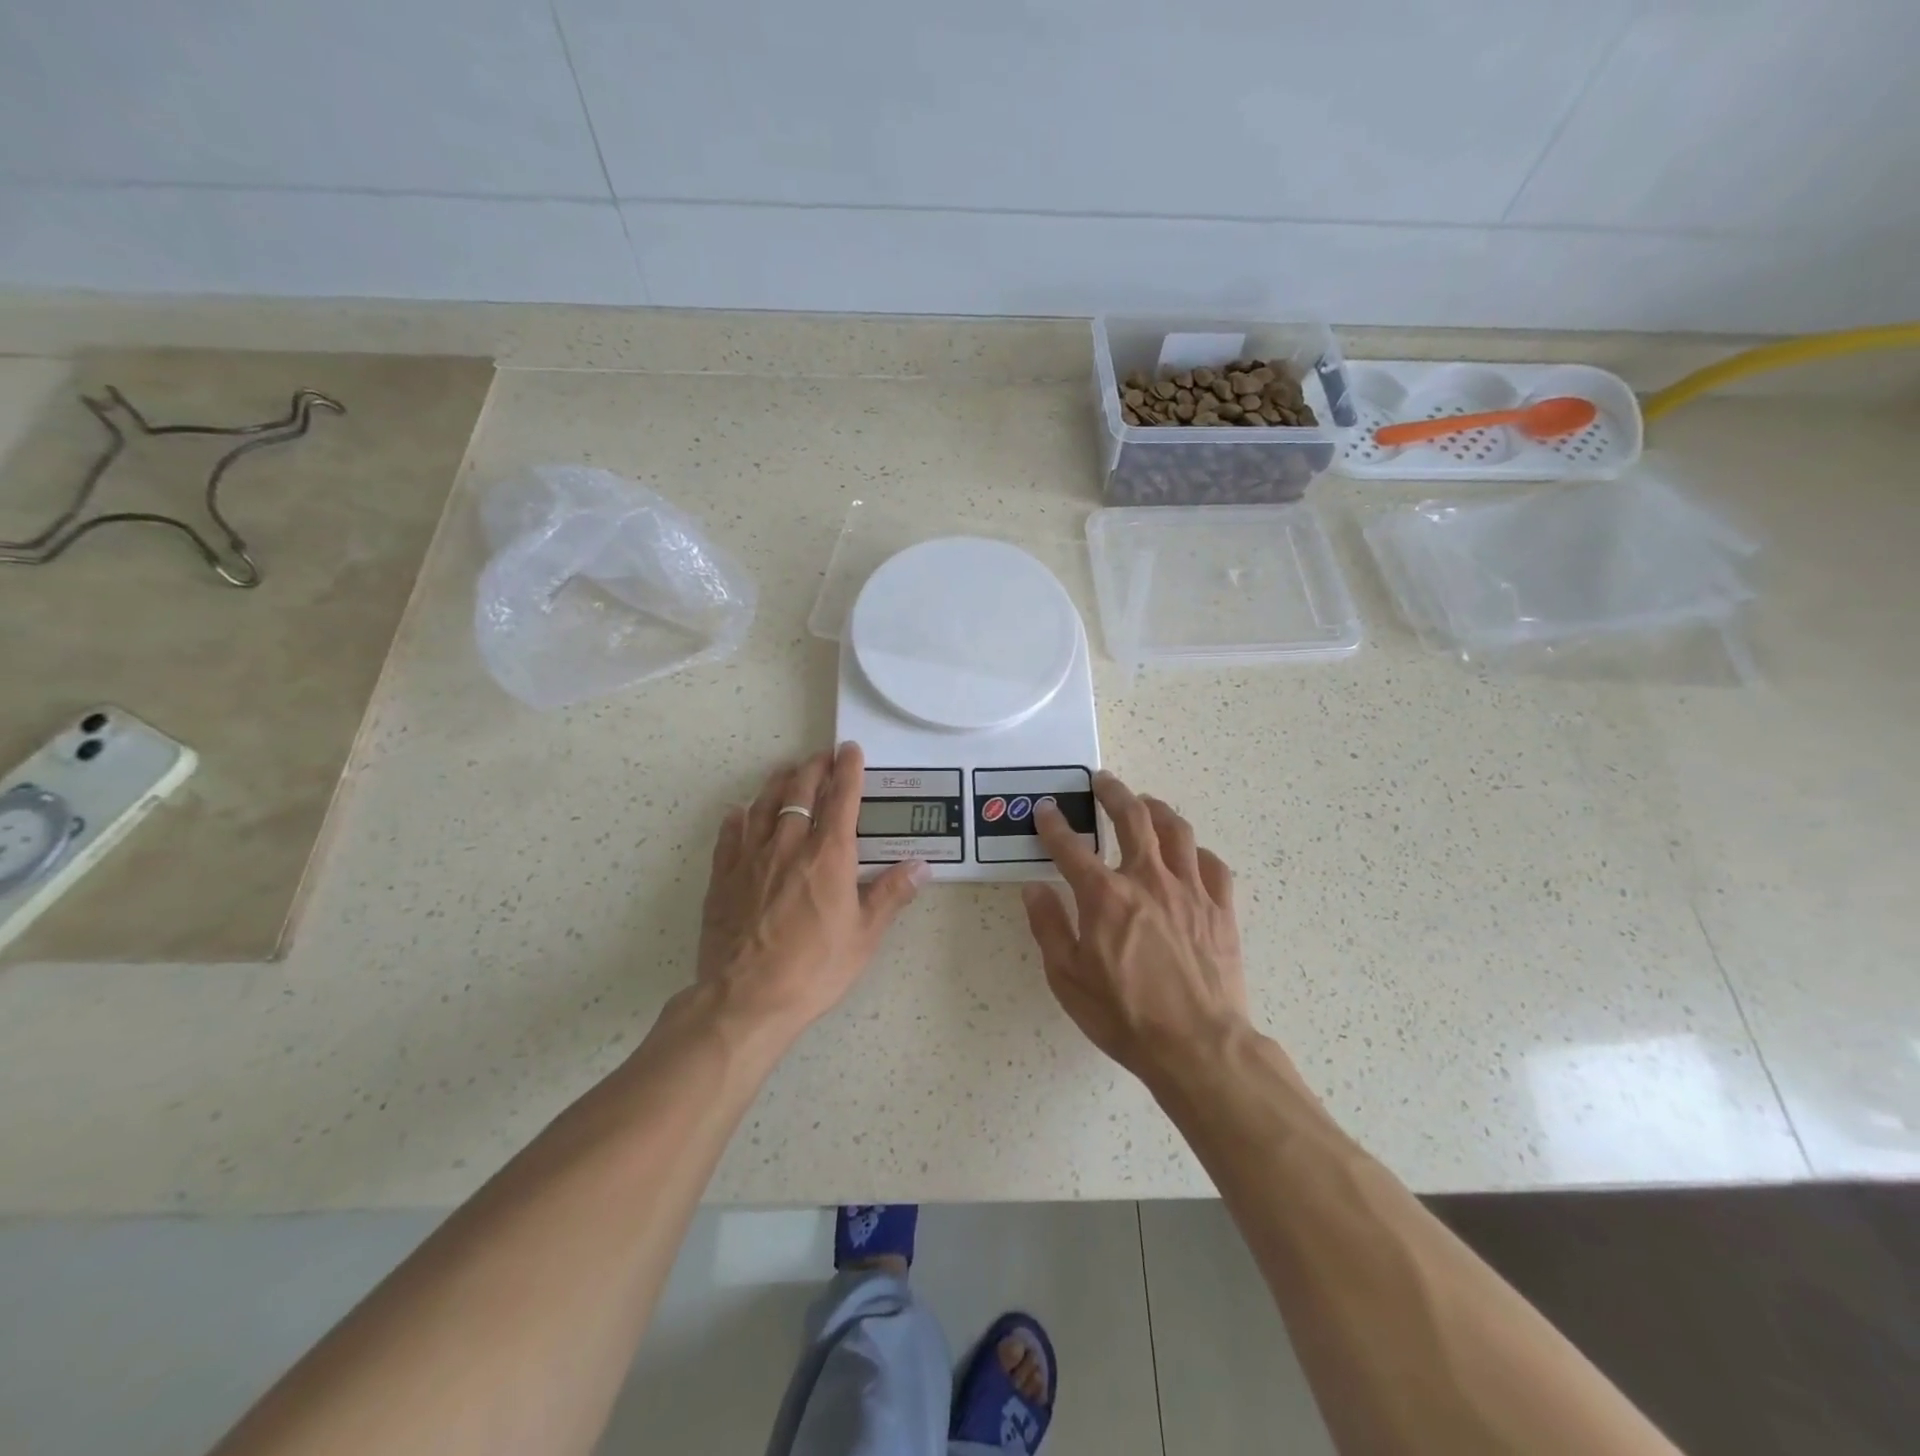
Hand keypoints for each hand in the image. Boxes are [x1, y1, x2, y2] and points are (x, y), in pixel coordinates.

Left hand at [697, 743, 926, 1036]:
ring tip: (787, 771)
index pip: (841, 799)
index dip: (847, 770)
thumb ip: (891, 895)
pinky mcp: (723, 877)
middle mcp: (789, 845)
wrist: (746, 998)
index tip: (850, 750)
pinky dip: (739, 816)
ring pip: (764, 805)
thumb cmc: (814, 968)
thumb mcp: (864, 936)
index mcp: (829, 856)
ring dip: (778, 783)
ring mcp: (751, 858)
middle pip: (800, 792)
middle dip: (814, 768)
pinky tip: (741, 811)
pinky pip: (730, 834)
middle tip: (822, 756)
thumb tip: (922, 866)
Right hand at [1022, 772, 1248, 1080]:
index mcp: (1105, 896)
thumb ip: (1048, 926)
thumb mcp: (1067, 978)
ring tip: (1146, 802)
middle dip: (1114, 793)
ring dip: (1157, 809)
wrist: (1198, 1046)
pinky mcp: (1221, 909)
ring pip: (1177, 831)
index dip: (1054, 825)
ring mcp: (1190, 891)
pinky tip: (1190, 854)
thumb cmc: (1125, 1015)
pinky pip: (1213, 866)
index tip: (1046, 810)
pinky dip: (1197, 852)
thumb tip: (1034, 888)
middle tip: (1103, 780)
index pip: (1071, 848)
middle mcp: (1148, 880)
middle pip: (1133, 818)